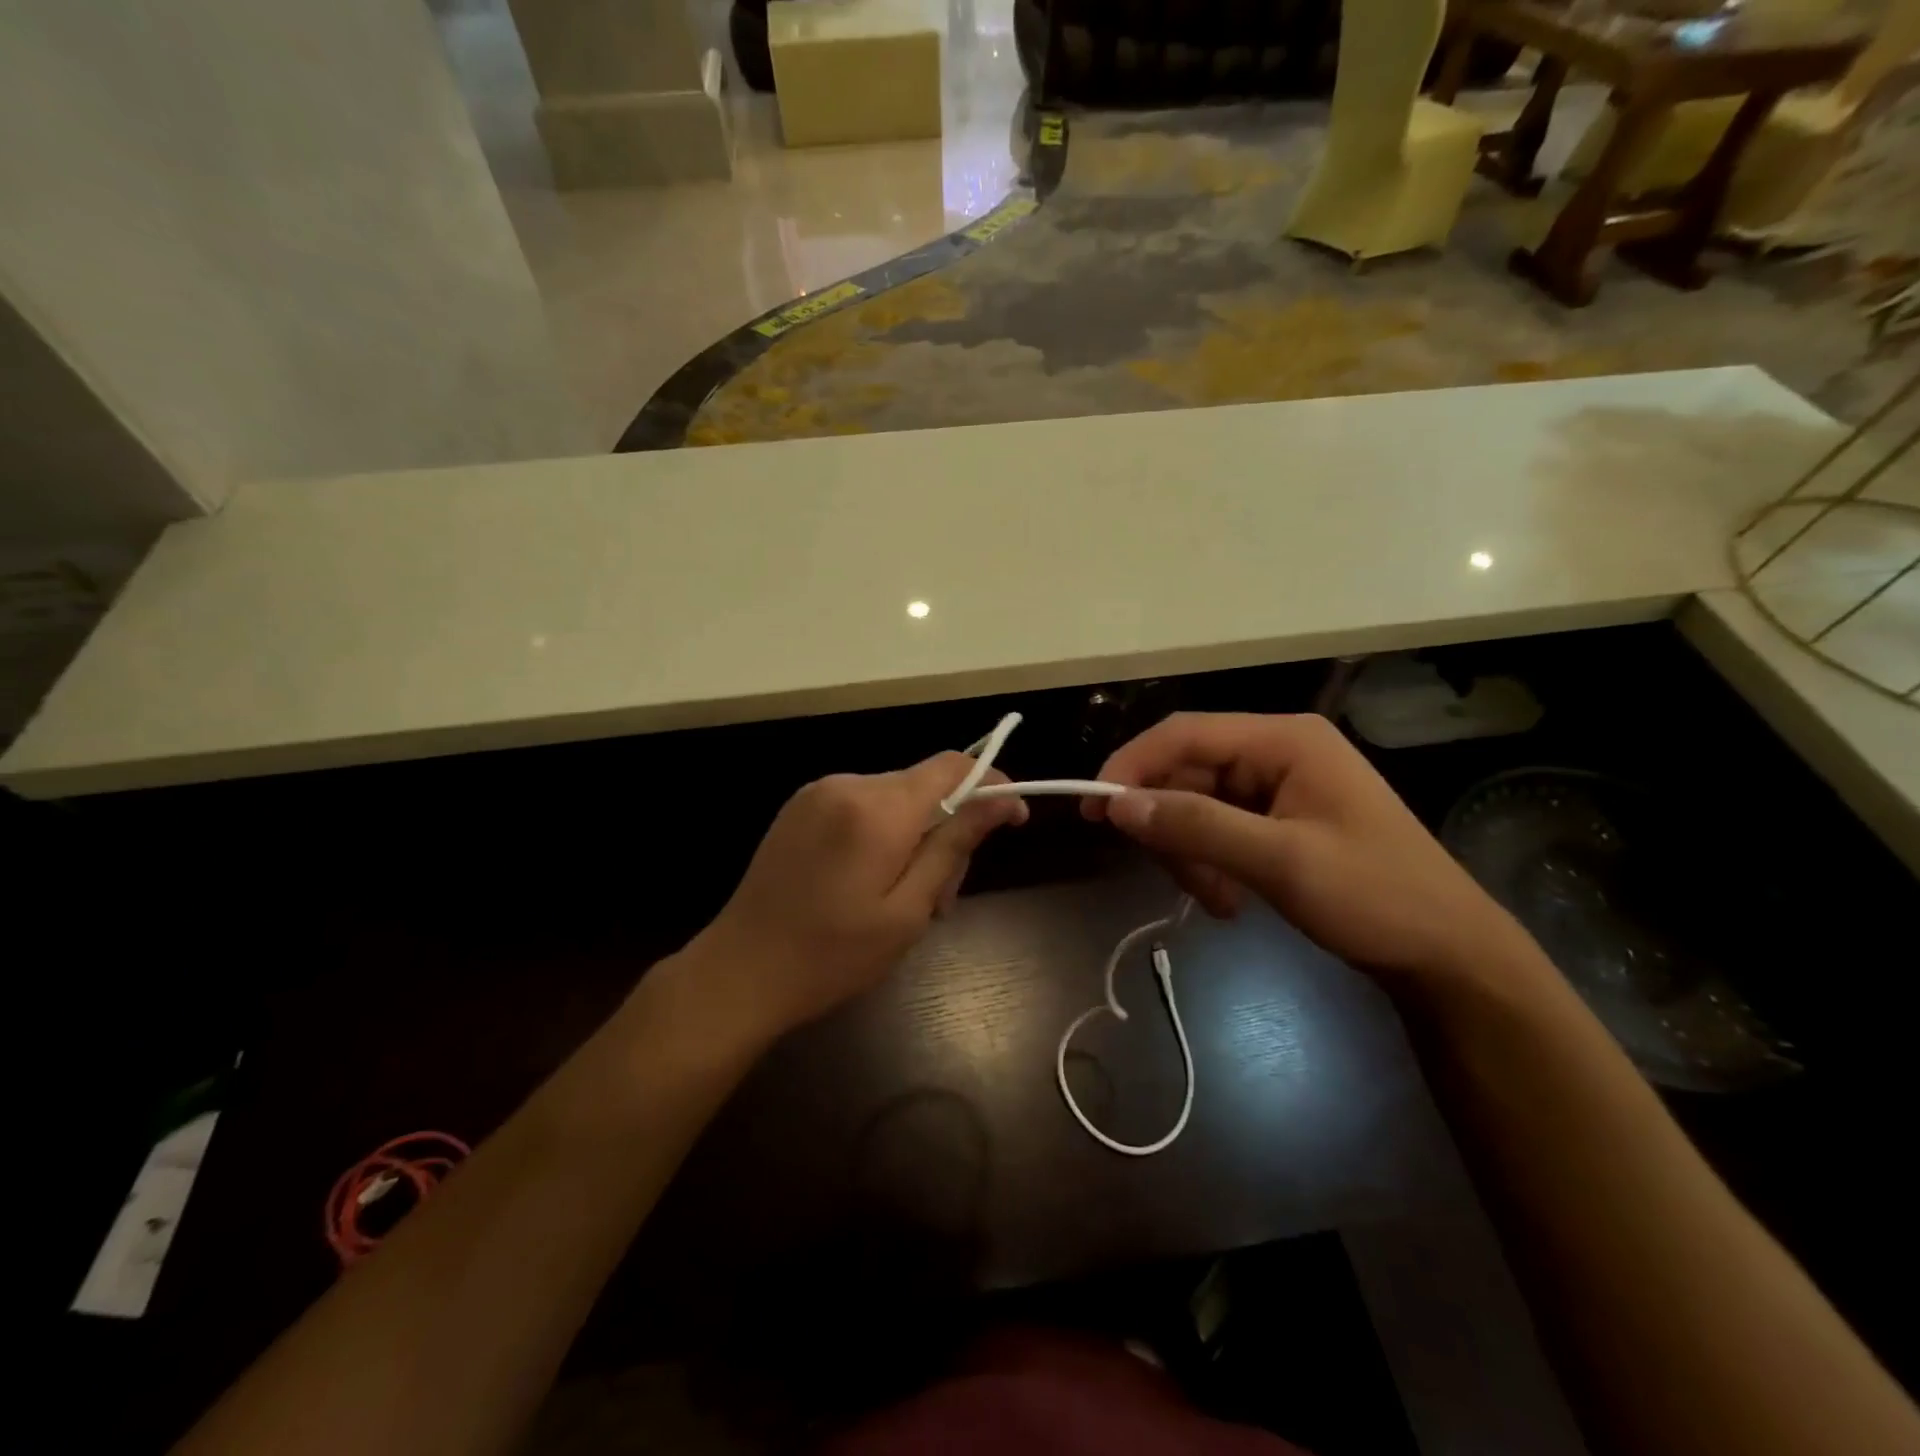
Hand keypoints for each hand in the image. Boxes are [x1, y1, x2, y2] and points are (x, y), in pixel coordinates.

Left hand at [690, 753, 1027, 1037]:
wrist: (740, 971)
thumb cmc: (833, 955)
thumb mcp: (908, 910)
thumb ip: (954, 846)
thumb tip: (1002, 801)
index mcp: (877, 809)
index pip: (952, 767)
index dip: (989, 785)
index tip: (1012, 819)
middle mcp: (848, 784)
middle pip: (924, 785)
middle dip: (949, 828)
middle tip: (945, 896)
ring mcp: (819, 792)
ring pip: (895, 797)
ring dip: (916, 835)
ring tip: (908, 899)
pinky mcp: (800, 807)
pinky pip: (862, 805)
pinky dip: (883, 832)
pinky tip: (872, 881)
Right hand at [1085, 712, 1534, 988]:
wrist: (1449, 955)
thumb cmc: (1375, 897)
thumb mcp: (1281, 862)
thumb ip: (1197, 826)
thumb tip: (1118, 804)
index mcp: (1284, 740)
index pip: (1184, 734)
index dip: (1133, 765)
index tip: (1096, 809)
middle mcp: (1276, 753)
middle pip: (1187, 773)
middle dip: (1171, 827)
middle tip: (1173, 879)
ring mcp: (1278, 788)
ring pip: (1196, 807)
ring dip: (1191, 855)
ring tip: (1217, 902)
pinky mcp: (1278, 821)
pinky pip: (1218, 831)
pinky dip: (1210, 865)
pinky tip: (1230, 902)